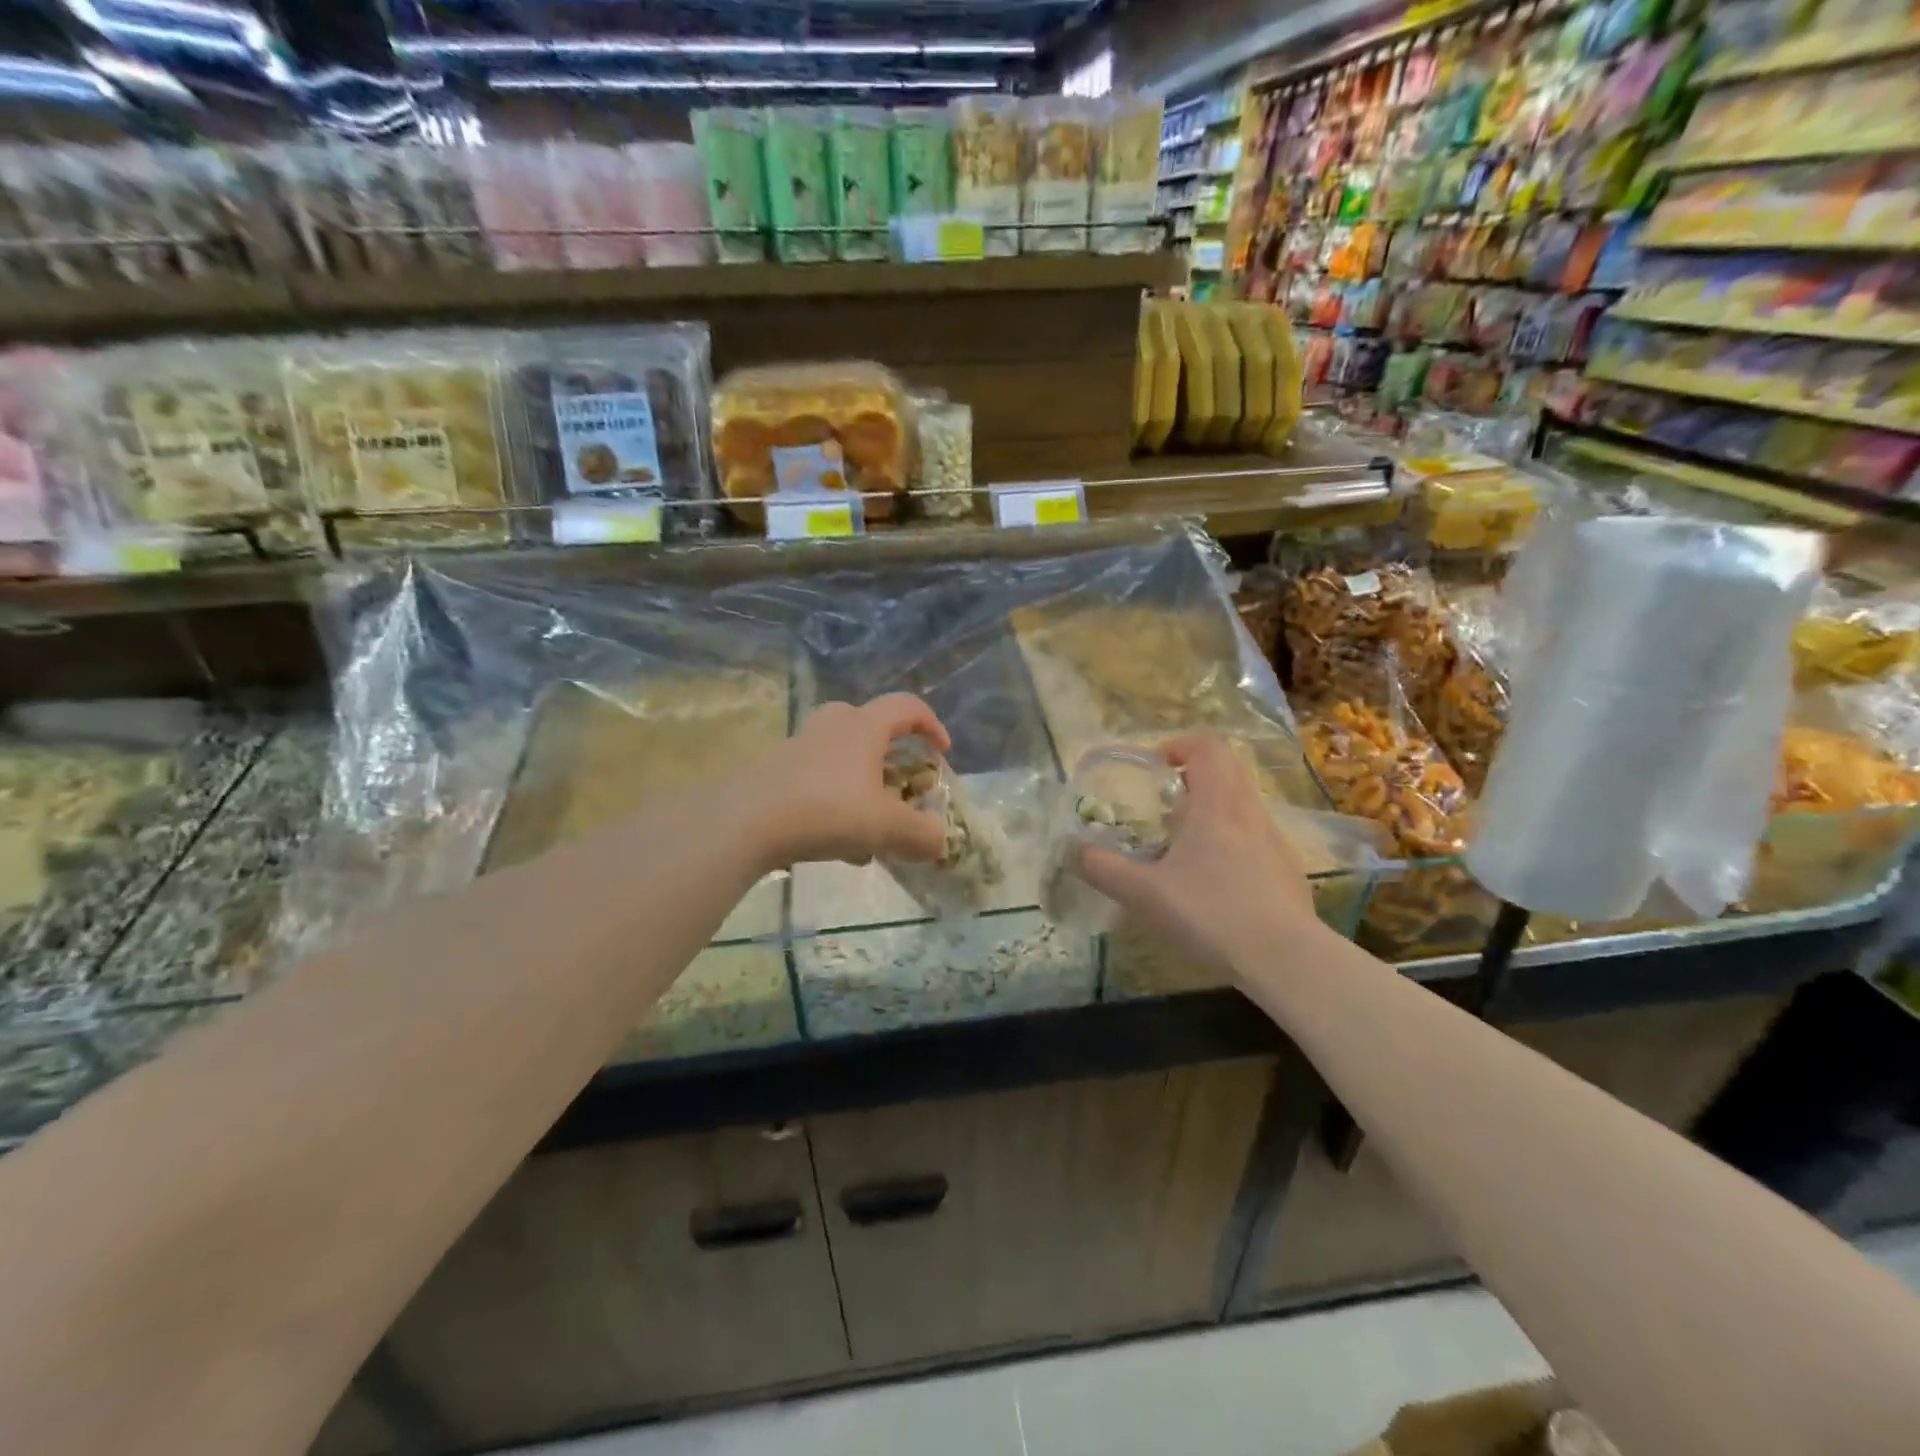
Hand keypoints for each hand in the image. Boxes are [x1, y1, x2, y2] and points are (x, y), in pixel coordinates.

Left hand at [750, 694, 951, 869]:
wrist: (745, 821)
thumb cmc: (827, 811)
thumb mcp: (887, 828)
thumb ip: (921, 835)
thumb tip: (939, 841)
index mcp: (865, 727)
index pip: (907, 706)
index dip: (931, 725)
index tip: (942, 753)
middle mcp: (832, 725)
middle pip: (869, 725)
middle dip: (890, 755)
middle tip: (898, 784)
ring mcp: (799, 745)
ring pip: (842, 756)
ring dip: (862, 785)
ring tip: (870, 831)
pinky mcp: (775, 770)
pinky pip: (817, 779)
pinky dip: (834, 802)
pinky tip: (836, 844)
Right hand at [1077, 735, 1323, 974]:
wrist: (1286, 959)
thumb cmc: (1211, 914)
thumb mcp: (1145, 894)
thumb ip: (1104, 869)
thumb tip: (1073, 851)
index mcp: (1216, 805)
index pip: (1207, 746)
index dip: (1180, 745)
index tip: (1157, 766)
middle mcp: (1249, 812)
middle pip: (1228, 768)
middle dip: (1195, 774)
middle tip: (1167, 802)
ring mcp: (1275, 840)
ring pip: (1244, 803)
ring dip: (1215, 807)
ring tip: (1186, 843)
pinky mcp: (1288, 869)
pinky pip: (1257, 836)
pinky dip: (1234, 839)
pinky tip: (1218, 881)